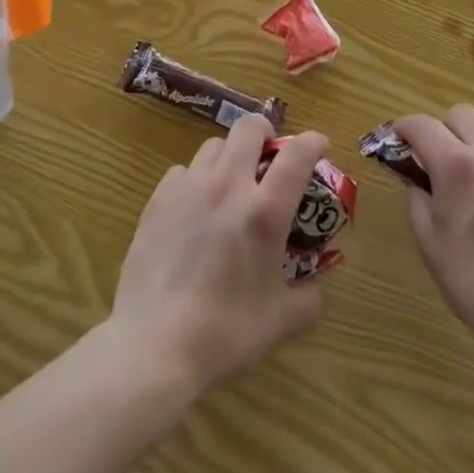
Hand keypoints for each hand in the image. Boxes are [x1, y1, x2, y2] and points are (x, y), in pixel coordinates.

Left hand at [108, 115, 326, 394]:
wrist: (154, 344)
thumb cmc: (224, 333)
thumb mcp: (280, 323)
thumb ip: (308, 300)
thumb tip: (317, 288)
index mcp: (265, 211)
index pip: (297, 154)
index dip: (313, 141)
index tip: (319, 146)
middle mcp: (228, 185)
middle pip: (249, 128)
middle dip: (265, 134)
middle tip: (269, 157)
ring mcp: (190, 187)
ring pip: (214, 146)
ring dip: (229, 156)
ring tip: (230, 185)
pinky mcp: (159, 198)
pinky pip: (183, 171)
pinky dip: (195, 180)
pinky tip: (194, 209)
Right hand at [396, 105, 473, 358]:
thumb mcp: (429, 242)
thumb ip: (416, 198)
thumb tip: (414, 178)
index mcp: (458, 165)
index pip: (422, 124)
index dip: (402, 129)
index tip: (395, 143)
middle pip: (461, 115)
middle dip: (441, 130)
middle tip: (434, 162)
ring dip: (472, 139)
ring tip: (467, 174)